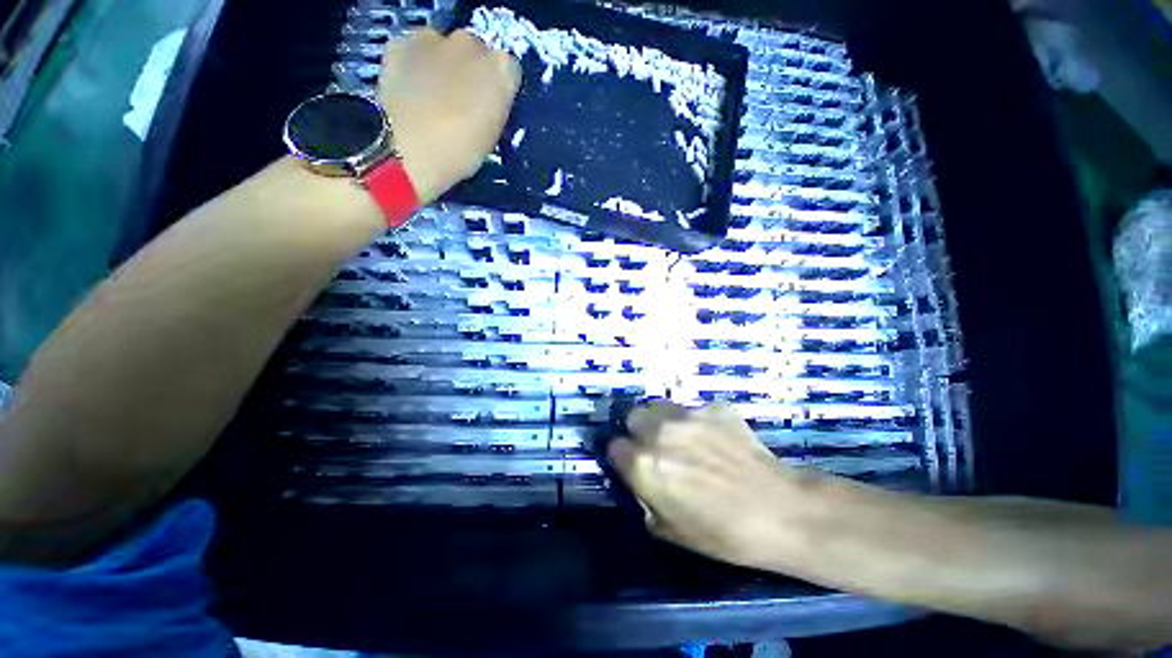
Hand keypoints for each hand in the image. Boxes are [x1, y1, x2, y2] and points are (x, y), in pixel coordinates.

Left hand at [379, 29, 520, 203]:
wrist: (411, 151)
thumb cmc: (462, 153)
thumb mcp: (492, 134)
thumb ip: (493, 107)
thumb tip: (485, 100)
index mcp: (503, 70)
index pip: (508, 70)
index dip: (498, 89)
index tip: (490, 107)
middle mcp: (471, 44)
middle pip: (475, 51)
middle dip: (470, 71)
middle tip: (461, 103)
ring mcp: (434, 39)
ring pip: (443, 48)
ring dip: (441, 66)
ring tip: (433, 100)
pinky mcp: (400, 43)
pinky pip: (412, 51)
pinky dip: (413, 66)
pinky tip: (410, 92)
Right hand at [608, 401, 824, 570]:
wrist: (783, 512)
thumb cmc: (723, 534)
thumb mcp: (669, 530)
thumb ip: (645, 498)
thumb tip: (641, 481)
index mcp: (644, 464)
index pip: (614, 447)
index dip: (622, 458)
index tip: (632, 465)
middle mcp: (660, 431)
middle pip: (633, 416)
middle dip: (638, 431)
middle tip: (656, 447)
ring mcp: (688, 414)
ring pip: (660, 406)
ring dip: (663, 421)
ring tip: (683, 438)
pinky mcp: (714, 407)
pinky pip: (695, 410)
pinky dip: (698, 422)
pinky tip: (717, 439)